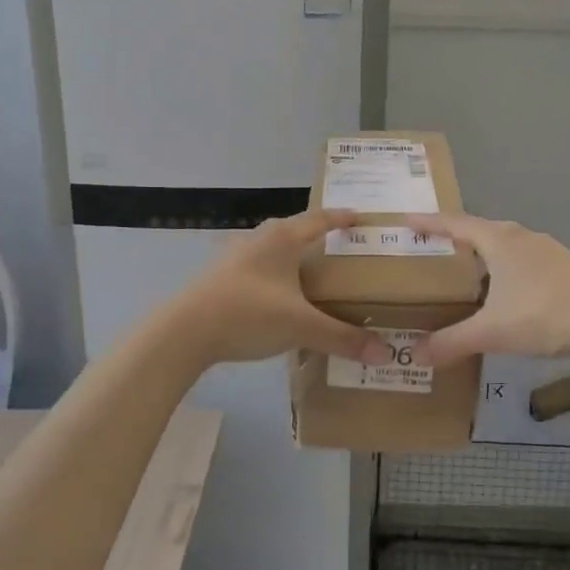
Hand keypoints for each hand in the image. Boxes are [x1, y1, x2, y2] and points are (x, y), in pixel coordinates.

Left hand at [168, 209, 389, 367]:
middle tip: (342, 250)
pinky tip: (279, 298)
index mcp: (283, 238)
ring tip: (312, 275)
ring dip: (293, 258)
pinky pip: (258, 269)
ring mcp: (235, 256)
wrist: (184, 331)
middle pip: (295, 231)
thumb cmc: (249, 314)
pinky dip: (275, 277)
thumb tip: (384, 353)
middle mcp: (260, 239)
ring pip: (273, 250)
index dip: (342, 217)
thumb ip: (342, 338)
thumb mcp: (301, 326)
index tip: (360, 216)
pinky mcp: (220, 277)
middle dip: (318, 238)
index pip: (320, 219)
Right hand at [400, 213, 569, 367]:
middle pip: (481, 230)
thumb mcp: (494, 331)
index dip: (429, 222)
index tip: (405, 220)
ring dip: (484, 253)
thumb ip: (453, 342)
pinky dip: (506, 268)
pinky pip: (524, 260)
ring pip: (506, 245)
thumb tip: (416, 356)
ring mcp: (547, 250)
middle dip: (455, 237)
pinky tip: (506, 291)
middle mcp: (521, 237)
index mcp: (499, 240)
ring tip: (465, 271)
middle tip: (432, 249)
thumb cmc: (546, 314)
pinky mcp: (566, 267)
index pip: (455, 224)